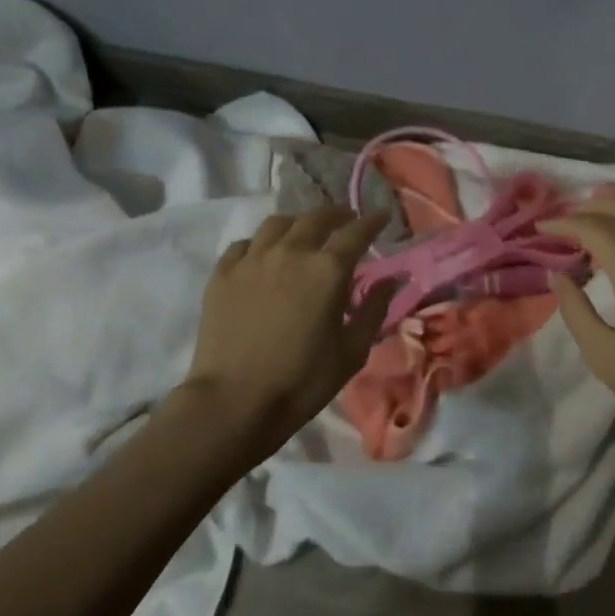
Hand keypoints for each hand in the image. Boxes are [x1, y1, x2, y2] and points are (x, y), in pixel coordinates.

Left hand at [180, 208, 393, 454]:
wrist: (235, 400)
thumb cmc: (303, 380)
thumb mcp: (352, 351)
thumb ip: (374, 309)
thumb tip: (391, 279)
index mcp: (328, 270)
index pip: (356, 232)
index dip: (372, 220)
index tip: (382, 214)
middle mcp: (290, 252)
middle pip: (316, 218)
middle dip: (336, 214)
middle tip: (346, 220)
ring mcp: (252, 260)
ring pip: (277, 224)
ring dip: (298, 223)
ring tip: (304, 232)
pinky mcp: (223, 274)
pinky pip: (245, 244)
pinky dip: (261, 243)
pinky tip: (264, 255)